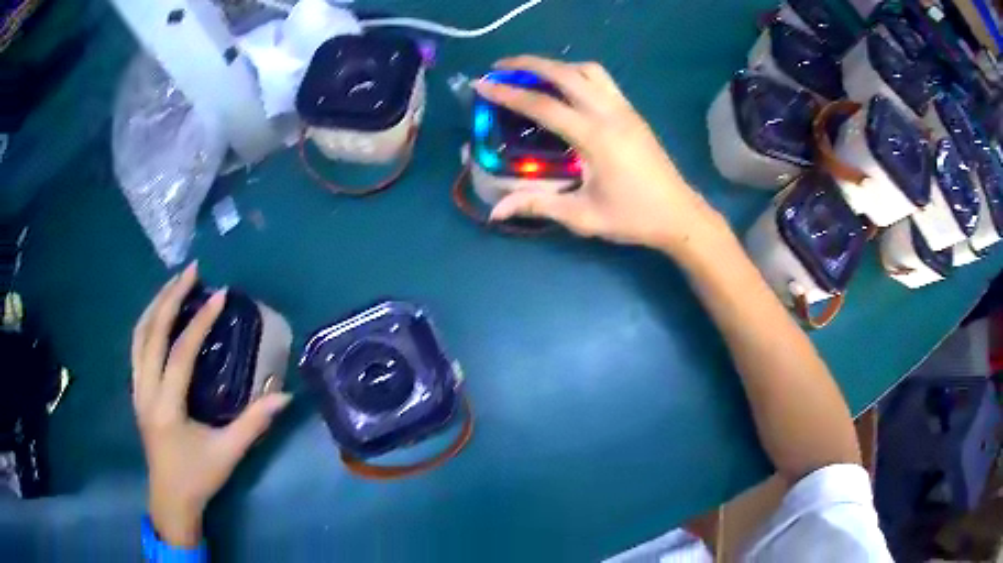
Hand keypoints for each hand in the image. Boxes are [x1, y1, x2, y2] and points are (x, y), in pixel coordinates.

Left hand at [131, 263, 290, 545]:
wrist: (170, 499)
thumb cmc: (198, 478)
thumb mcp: (228, 453)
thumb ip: (254, 423)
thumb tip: (284, 396)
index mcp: (167, 406)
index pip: (180, 353)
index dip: (200, 322)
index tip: (219, 295)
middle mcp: (145, 390)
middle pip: (151, 332)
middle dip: (171, 297)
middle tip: (192, 271)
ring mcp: (137, 388)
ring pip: (138, 335)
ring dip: (155, 304)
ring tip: (174, 283)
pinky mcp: (136, 390)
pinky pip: (137, 346)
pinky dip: (148, 322)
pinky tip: (159, 315)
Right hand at [476, 56, 723, 252]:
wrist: (679, 215)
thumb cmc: (633, 217)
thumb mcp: (583, 216)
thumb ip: (539, 205)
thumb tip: (496, 210)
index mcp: (596, 137)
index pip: (543, 106)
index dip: (509, 94)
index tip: (482, 85)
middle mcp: (610, 113)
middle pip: (565, 73)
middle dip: (528, 64)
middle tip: (500, 68)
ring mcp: (625, 109)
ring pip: (587, 70)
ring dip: (556, 65)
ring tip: (532, 75)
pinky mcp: (633, 112)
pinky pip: (602, 79)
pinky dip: (576, 73)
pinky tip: (565, 88)